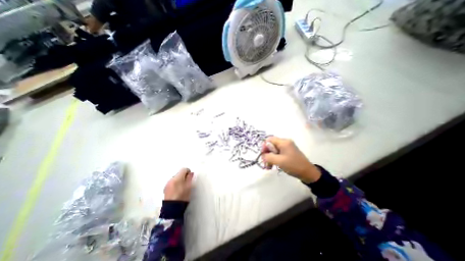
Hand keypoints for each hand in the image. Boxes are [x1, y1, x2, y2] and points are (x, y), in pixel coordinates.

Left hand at [164, 168, 192, 200]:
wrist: (172, 209)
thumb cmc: (182, 198)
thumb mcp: (189, 187)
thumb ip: (190, 178)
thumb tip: (191, 173)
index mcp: (177, 178)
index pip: (184, 169)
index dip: (188, 172)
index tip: (190, 176)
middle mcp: (171, 179)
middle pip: (179, 173)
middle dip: (183, 176)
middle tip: (187, 182)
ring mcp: (167, 184)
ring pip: (175, 178)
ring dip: (179, 180)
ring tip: (182, 187)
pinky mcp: (165, 189)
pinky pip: (172, 183)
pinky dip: (175, 184)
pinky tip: (177, 190)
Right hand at [260, 137, 321, 182]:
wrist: (308, 173)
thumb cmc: (293, 165)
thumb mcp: (279, 161)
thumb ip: (268, 157)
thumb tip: (263, 155)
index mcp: (283, 142)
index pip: (269, 139)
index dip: (264, 146)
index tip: (263, 155)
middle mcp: (285, 142)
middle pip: (271, 145)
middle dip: (267, 154)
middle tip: (265, 163)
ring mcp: (287, 147)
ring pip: (274, 150)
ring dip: (270, 157)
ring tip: (269, 166)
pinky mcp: (288, 152)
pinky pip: (278, 153)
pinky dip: (274, 159)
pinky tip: (273, 166)